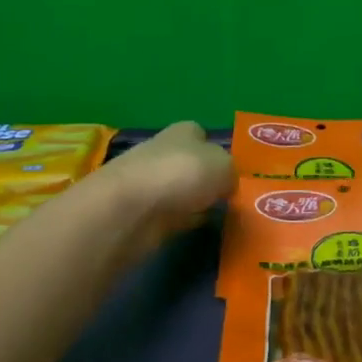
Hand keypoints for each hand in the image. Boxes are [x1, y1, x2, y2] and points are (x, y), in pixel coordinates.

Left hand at [96, 122, 233, 260]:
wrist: (129, 210)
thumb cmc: (180, 174)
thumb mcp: (224, 166)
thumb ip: (230, 172)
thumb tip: (225, 184)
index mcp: (183, 132)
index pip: (200, 134)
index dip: (215, 151)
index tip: (231, 172)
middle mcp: (163, 152)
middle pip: (190, 164)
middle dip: (205, 179)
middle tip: (229, 198)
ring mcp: (149, 184)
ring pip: (180, 190)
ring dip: (194, 202)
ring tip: (219, 217)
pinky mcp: (141, 214)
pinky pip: (171, 215)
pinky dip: (182, 222)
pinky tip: (197, 230)